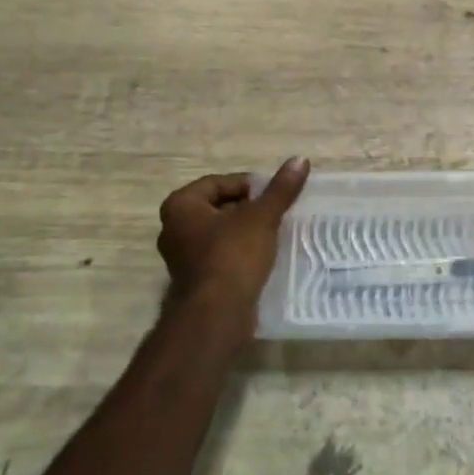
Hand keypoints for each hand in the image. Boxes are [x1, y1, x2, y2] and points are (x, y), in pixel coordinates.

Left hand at [157, 158, 310, 313]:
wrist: (216, 315)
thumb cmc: (232, 256)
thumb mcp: (261, 217)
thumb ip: (280, 189)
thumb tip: (300, 159)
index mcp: (181, 206)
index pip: (218, 182)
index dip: (249, 185)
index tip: (273, 195)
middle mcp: (173, 228)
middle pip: (218, 207)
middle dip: (248, 208)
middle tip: (276, 212)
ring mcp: (182, 257)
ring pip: (220, 233)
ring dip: (245, 231)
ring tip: (274, 233)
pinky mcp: (195, 280)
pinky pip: (220, 255)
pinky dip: (240, 252)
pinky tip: (263, 257)